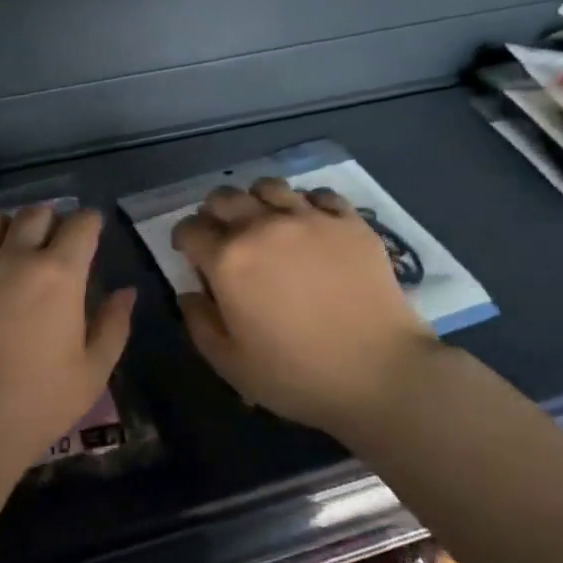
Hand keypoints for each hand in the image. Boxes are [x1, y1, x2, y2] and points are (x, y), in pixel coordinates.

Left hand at [0, 206, 134, 479]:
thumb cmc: (37, 404)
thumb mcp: (92, 372)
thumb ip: (114, 326)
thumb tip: (126, 292)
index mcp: (59, 275)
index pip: (81, 224)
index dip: (89, 224)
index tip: (89, 233)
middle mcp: (13, 258)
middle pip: (34, 213)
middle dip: (48, 221)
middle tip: (48, 245)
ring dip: (0, 226)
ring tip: (1, 247)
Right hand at [172, 179, 443, 436]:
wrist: (379, 372)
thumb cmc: (297, 375)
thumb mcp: (231, 364)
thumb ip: (200, 324)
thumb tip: (189, 294)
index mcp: (228, 260)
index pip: (191, 229)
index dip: (183, 238)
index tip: (188, 251)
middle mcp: (263, 226)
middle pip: (224, 197)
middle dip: (214, 212)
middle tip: (222, 235)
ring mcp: (310, 218)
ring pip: (269, 186)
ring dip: (256, 200)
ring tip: (264, 221)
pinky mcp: (349, 221)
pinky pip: (319, 194)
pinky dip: (306, 204)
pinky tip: (310, 225)